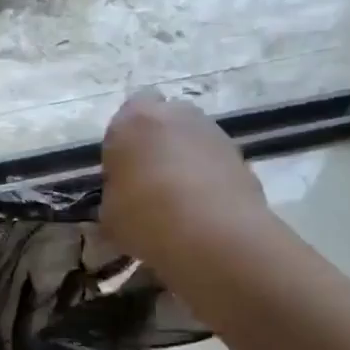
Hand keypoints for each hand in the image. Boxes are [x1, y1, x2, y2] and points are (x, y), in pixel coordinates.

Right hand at [101, 92, 270, 278]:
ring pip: (190, 140)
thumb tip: (122, 202)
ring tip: (176, 201)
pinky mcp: (241, 155)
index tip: (120, 171)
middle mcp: (174, 115)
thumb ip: (113, 197)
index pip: (123, 116)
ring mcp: (213, 132)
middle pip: (161, 122)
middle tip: (147, 182)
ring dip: (183, 160)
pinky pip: (213, 162)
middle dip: (155, 145)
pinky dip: (207, 178)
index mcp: (132, 121)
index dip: (122, 142)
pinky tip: (201, 210)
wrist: (216, 234)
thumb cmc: (146, 216)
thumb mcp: (108, 214)